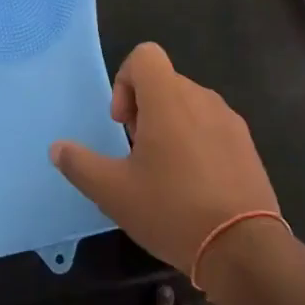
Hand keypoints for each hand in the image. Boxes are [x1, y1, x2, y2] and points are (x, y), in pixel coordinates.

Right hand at [50, 42, 284, 279]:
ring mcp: (229, 119)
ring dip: (170, 125)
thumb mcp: (114, 192)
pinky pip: (212, 125)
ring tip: (166, 173)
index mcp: (168, 98)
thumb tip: (57, 148)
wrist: (243, 249)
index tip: (123, 124)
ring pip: (189, 104)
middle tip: (138, 154)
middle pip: (164, 82)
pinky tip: (195, 185)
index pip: (145, 55)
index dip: (125, 80)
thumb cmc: (173, 210)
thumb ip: (80, 164)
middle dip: (145, 109)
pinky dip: (196, 141)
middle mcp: (201, 97)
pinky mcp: (247, 143)